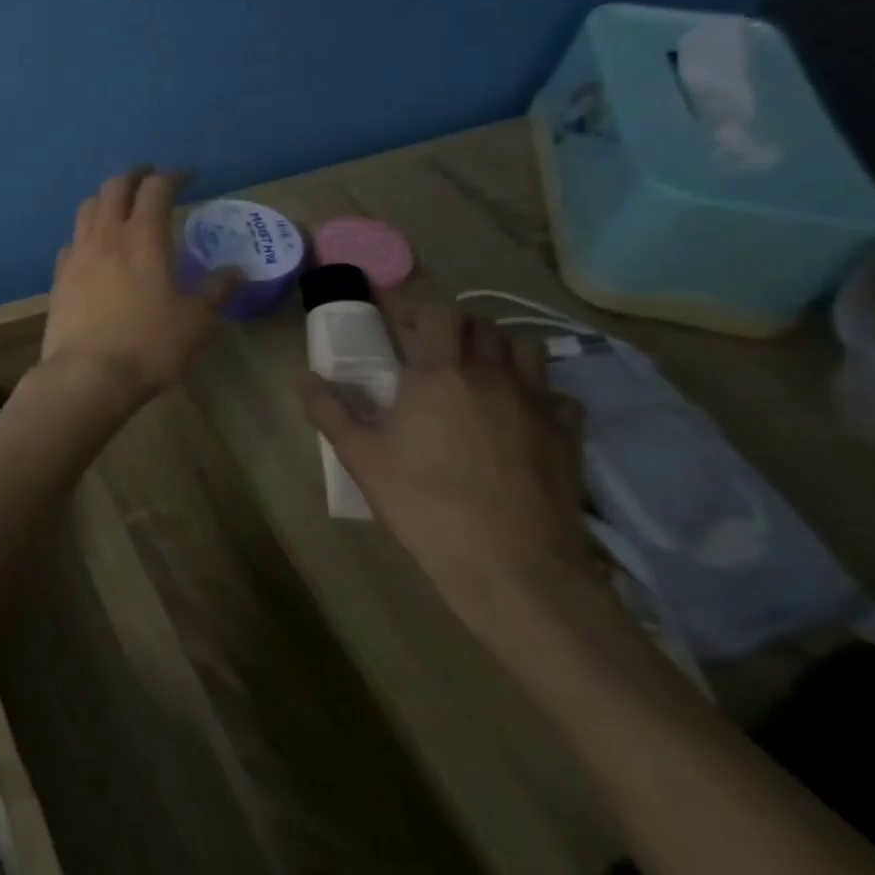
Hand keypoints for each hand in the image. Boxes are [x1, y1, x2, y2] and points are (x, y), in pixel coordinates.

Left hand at [38, 167, 238, 403]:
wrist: (87, 374)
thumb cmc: (149, 346)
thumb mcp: (196, 322)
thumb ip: (216, 292)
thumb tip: (234, 273)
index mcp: (144, 237)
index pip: (157, 189)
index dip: (173, 176)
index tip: (187, 177)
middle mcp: (106, 235)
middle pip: (115, 187)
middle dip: (135, 176)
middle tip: (150, 178)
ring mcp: (77, 253)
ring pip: (87, 207)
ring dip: (107, 197)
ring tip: (121, 204)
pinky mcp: (59, 275)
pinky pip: (72, 239)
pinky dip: (86, 231)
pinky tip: (94, 245)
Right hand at [299, 300, 598, 641]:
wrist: (513, 567)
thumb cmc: (425, 504)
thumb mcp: (360, 457)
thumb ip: (329, 410)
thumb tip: (306, 378)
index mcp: (440, 373)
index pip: (437, 311)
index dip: (414, 306)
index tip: (392, 318)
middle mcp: (493, 375)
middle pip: (481, 324)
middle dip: (452, 326)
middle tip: (426, 347)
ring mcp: (537, 404)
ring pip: (526, 349)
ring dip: (498, 349)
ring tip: (475, 372)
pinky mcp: (568, 436)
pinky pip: (558, 394)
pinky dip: (537, 391)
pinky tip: (517, 414)